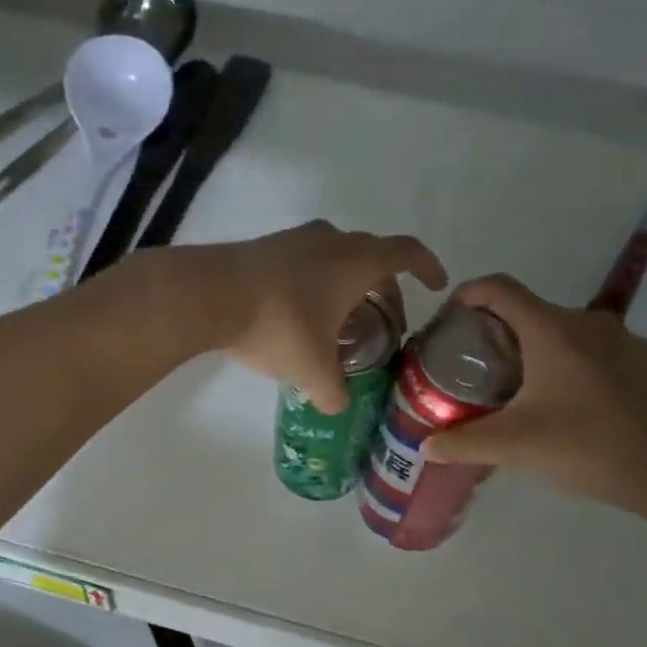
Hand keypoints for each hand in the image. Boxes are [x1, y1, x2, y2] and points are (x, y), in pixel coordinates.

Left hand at [172, 221, 446, 412]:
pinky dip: (315, 282)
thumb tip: (338, 407)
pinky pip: (304, 261)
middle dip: (384, 287)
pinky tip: (300, 314)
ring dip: (346, 284)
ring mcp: (295, 239)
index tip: (436, 285)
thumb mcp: (313, 369)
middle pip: (372, 255)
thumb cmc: (279, 325)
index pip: (407, 253)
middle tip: (384, 320)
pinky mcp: (265, 247)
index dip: (427, 267)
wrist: (210, 294)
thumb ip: (333, 391)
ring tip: (341, 320)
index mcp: (357, 262)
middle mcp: (331, 240)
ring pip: (335, 256)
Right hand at [421, 274, 646, 514]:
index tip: (448, 319)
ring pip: (559, 331)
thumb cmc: (587, 447)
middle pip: (527, 310)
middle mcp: (585, 322)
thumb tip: (426, 447)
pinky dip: (563, 364)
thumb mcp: (514, 447)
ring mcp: (618, 339)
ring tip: (514, 389)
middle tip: (474, 369)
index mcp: (551, 329)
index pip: (498, 288)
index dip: (467, 294)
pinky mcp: (638, 362)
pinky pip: (587, 350)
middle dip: (495, 332)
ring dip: (531, 350)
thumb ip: (463, 443)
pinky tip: (561, 404)